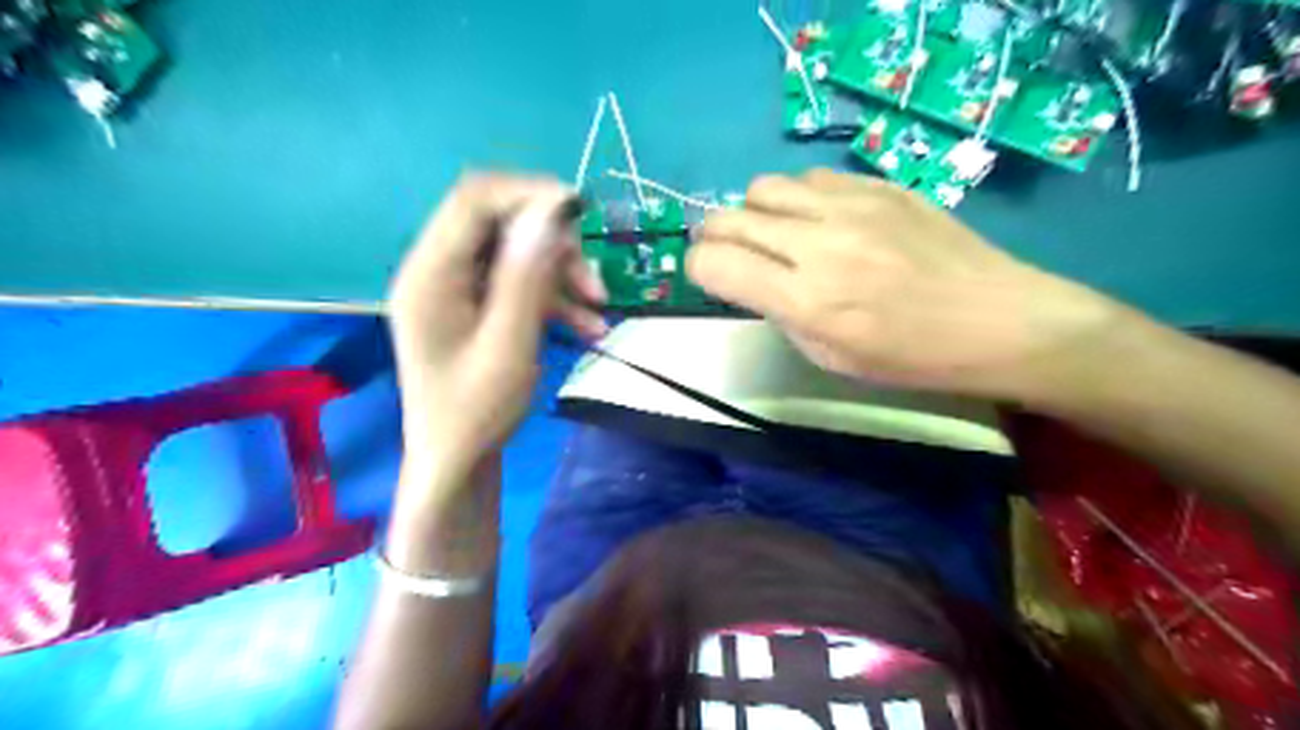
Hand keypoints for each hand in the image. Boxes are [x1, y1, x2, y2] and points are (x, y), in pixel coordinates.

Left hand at [384, 176, 609, 472]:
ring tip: (600, 308)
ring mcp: (457, 290)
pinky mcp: (476, 309)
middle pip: (500, 226)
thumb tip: (549, 212)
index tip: (581, 211)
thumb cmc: (476, 412)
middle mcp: (439, 270)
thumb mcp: (509, 343)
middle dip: (554, 246)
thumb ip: (526, 276)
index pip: (474, 200)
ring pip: (517, 256)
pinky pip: (518, 286)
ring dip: (561, 275)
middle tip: (593, 279)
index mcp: (431, 273)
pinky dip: (554, 299)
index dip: (529, 194)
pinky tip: (589, 326)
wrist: (457, 463)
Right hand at [689, 168, 1128, 402]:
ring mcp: (850, 206)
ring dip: (755, 213)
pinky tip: (819, 219)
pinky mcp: (878, 185)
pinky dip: (798, 198)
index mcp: (806, 300)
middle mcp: (819, 244)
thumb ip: (780, 313)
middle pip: (728, 218)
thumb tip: (750, 279)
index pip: (714, 263)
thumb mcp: (830, 357)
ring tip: (776, 235)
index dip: (699, 269)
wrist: (997, 319)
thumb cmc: (910, 357)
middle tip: (729, 255)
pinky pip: (809, 176)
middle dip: (714, 238)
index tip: (710, 278)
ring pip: (763, 187)